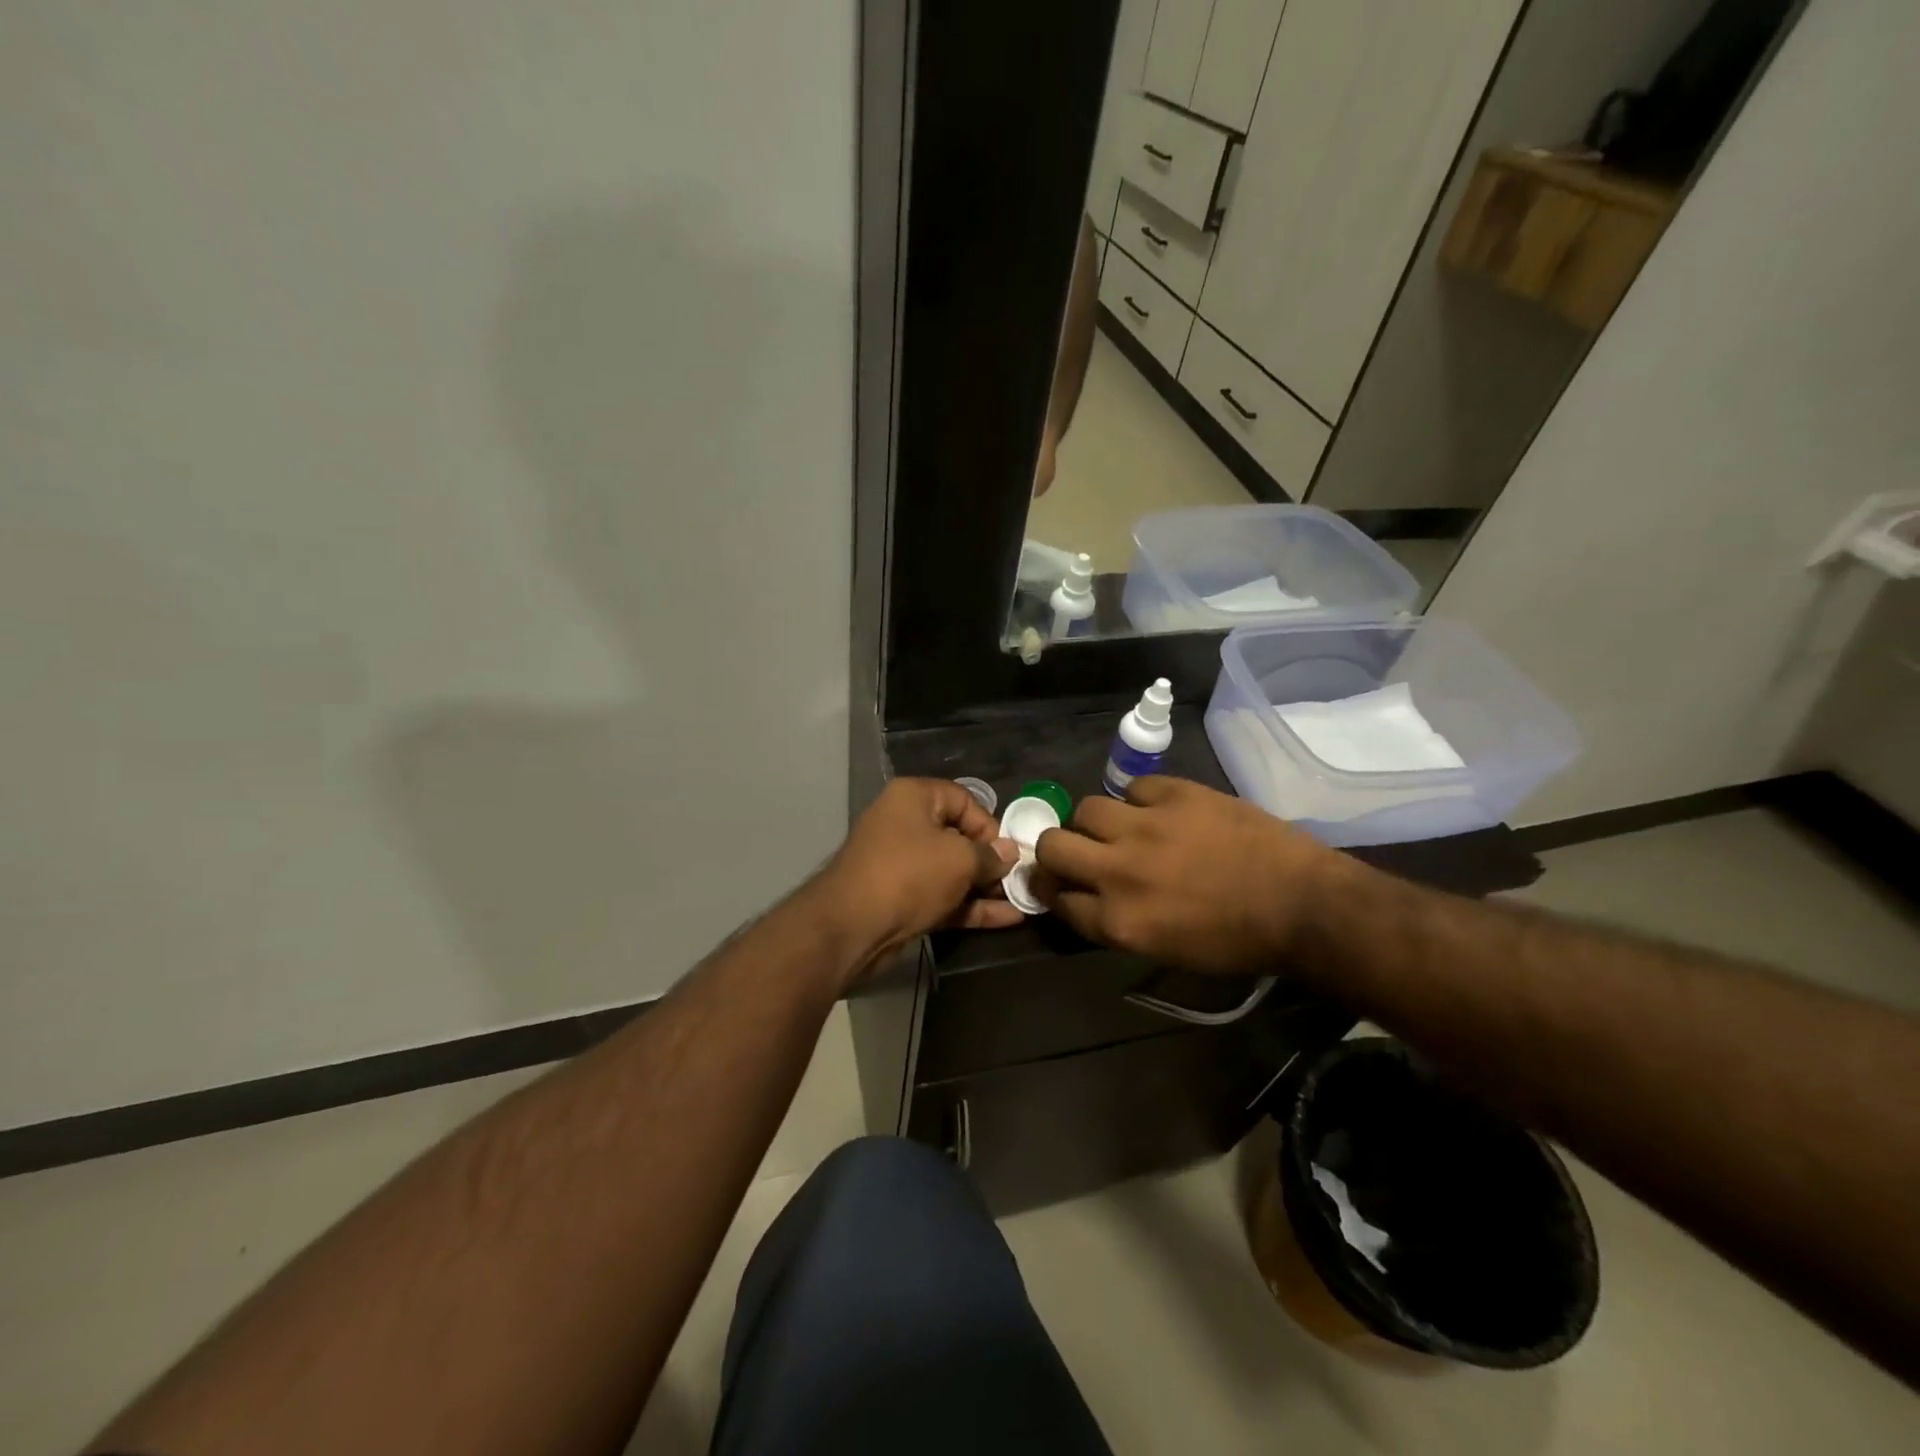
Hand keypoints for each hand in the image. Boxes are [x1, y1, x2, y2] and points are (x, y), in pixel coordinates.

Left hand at [817, 778, 1022, 965]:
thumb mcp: (959, 859)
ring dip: (984, 886)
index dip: (989, 825)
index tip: (1007, 852)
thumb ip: (989, 856)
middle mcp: (905, 824)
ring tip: (1021, 900)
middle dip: (990, 860)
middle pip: (957, 836)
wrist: (852, 927)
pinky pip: (943, 896)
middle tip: (1018, 879)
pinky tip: (1007, 919)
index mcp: (913, 798)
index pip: (963, 800)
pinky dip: (970, 906)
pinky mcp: (901, 899)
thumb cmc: (909, 875)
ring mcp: (901, 865)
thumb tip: (1009, 853)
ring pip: (951, 871)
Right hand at [1033, 775, 1338, 974]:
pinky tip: (1160, 812)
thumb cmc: (1236, 941)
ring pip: (1085, 809)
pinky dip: (1140, 801)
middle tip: (1075, 852)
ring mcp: (1145, 826)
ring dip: (1095, 822)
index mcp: (1118, 921)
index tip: (1059, 885)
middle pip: (1052, 846)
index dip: (1053, 892)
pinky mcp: (1174, 793)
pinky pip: (1133, 788)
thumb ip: (1115, 922)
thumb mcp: (1163, 950)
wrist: (1300, 903)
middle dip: (1053, 851)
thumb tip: (1087, 897)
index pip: (1056, 900)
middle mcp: (1118, 872)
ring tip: (1120, 828)